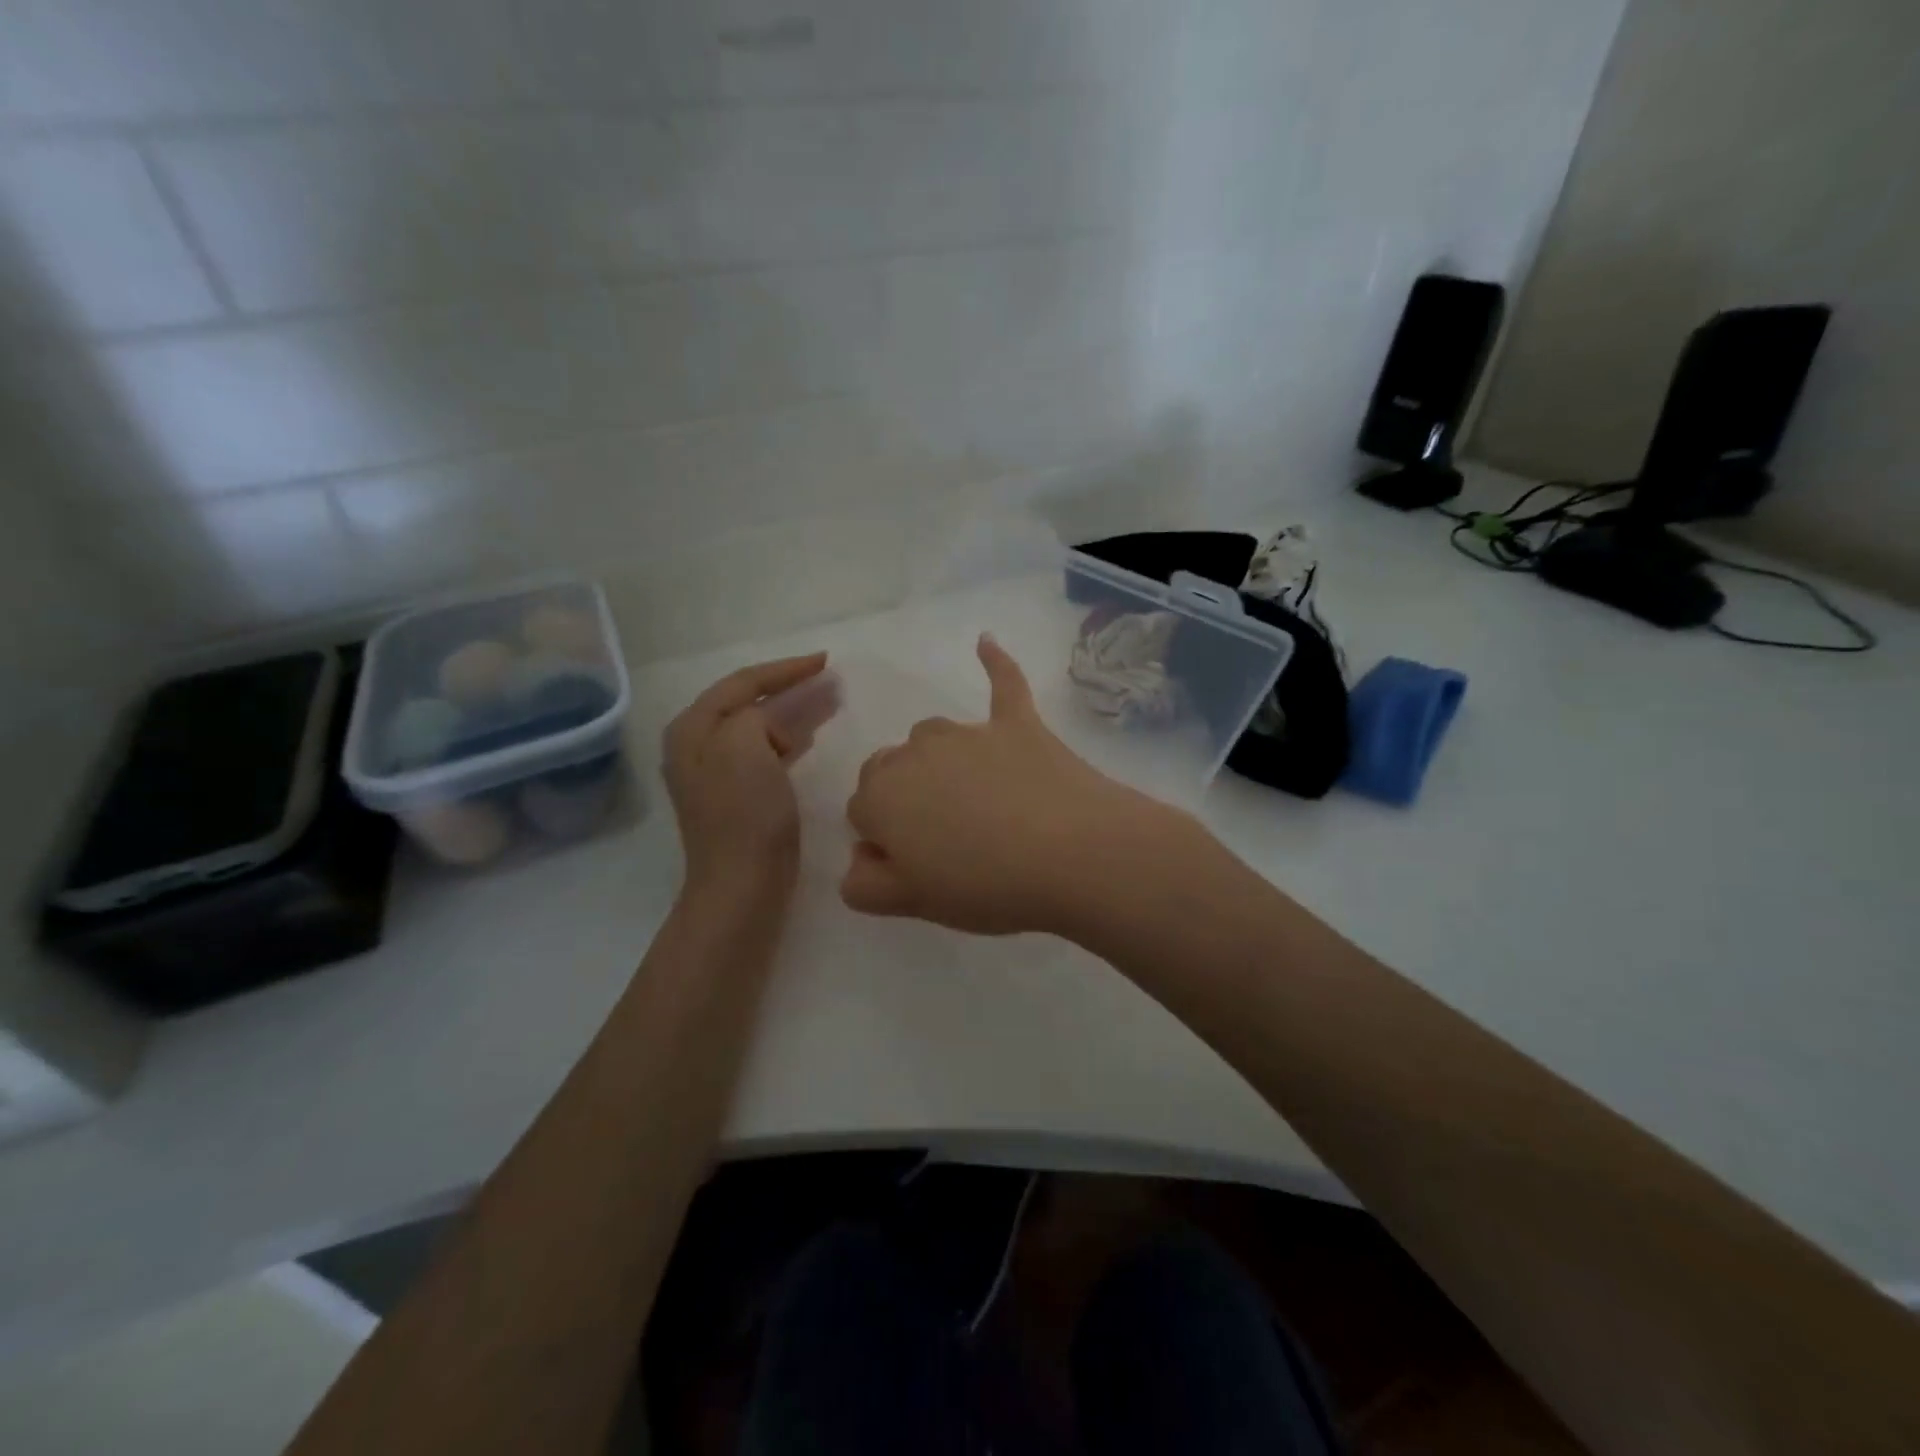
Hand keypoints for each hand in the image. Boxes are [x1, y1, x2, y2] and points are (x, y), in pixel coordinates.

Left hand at [664, 653, 830, 892]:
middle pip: (747, 702)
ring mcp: (713, 773)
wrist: (742, 886)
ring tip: (827, 702)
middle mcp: (695, 746)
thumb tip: (787, 709)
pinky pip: (763, 751)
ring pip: (758, 726)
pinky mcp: (735, 796)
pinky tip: (808, 738)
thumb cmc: (744, 815)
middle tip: (829, 679)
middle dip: (789, 688)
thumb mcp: (746, 746)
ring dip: (791, 711)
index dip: (785, 669)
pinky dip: (787, 738)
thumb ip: (763, 713)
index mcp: (692, 728)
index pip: (742, 682)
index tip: (825, 660)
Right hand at [841, 635, 1176, 934]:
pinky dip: (994, 663)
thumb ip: (866, 884)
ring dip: (938, 761)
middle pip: (889, 768)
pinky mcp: (1017, 723)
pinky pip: (1002, 682)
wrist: (1074, 854)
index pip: (860, 811)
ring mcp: (968, 733)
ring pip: (932, 736)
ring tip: (975, 801)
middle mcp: (914, 752)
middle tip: (945, 840)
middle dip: (903, 798)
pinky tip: (985, 643)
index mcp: (881, 796)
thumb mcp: (913, 903)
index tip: (918, 867)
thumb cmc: (987, 886)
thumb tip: (860, 859)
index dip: (885, 841)